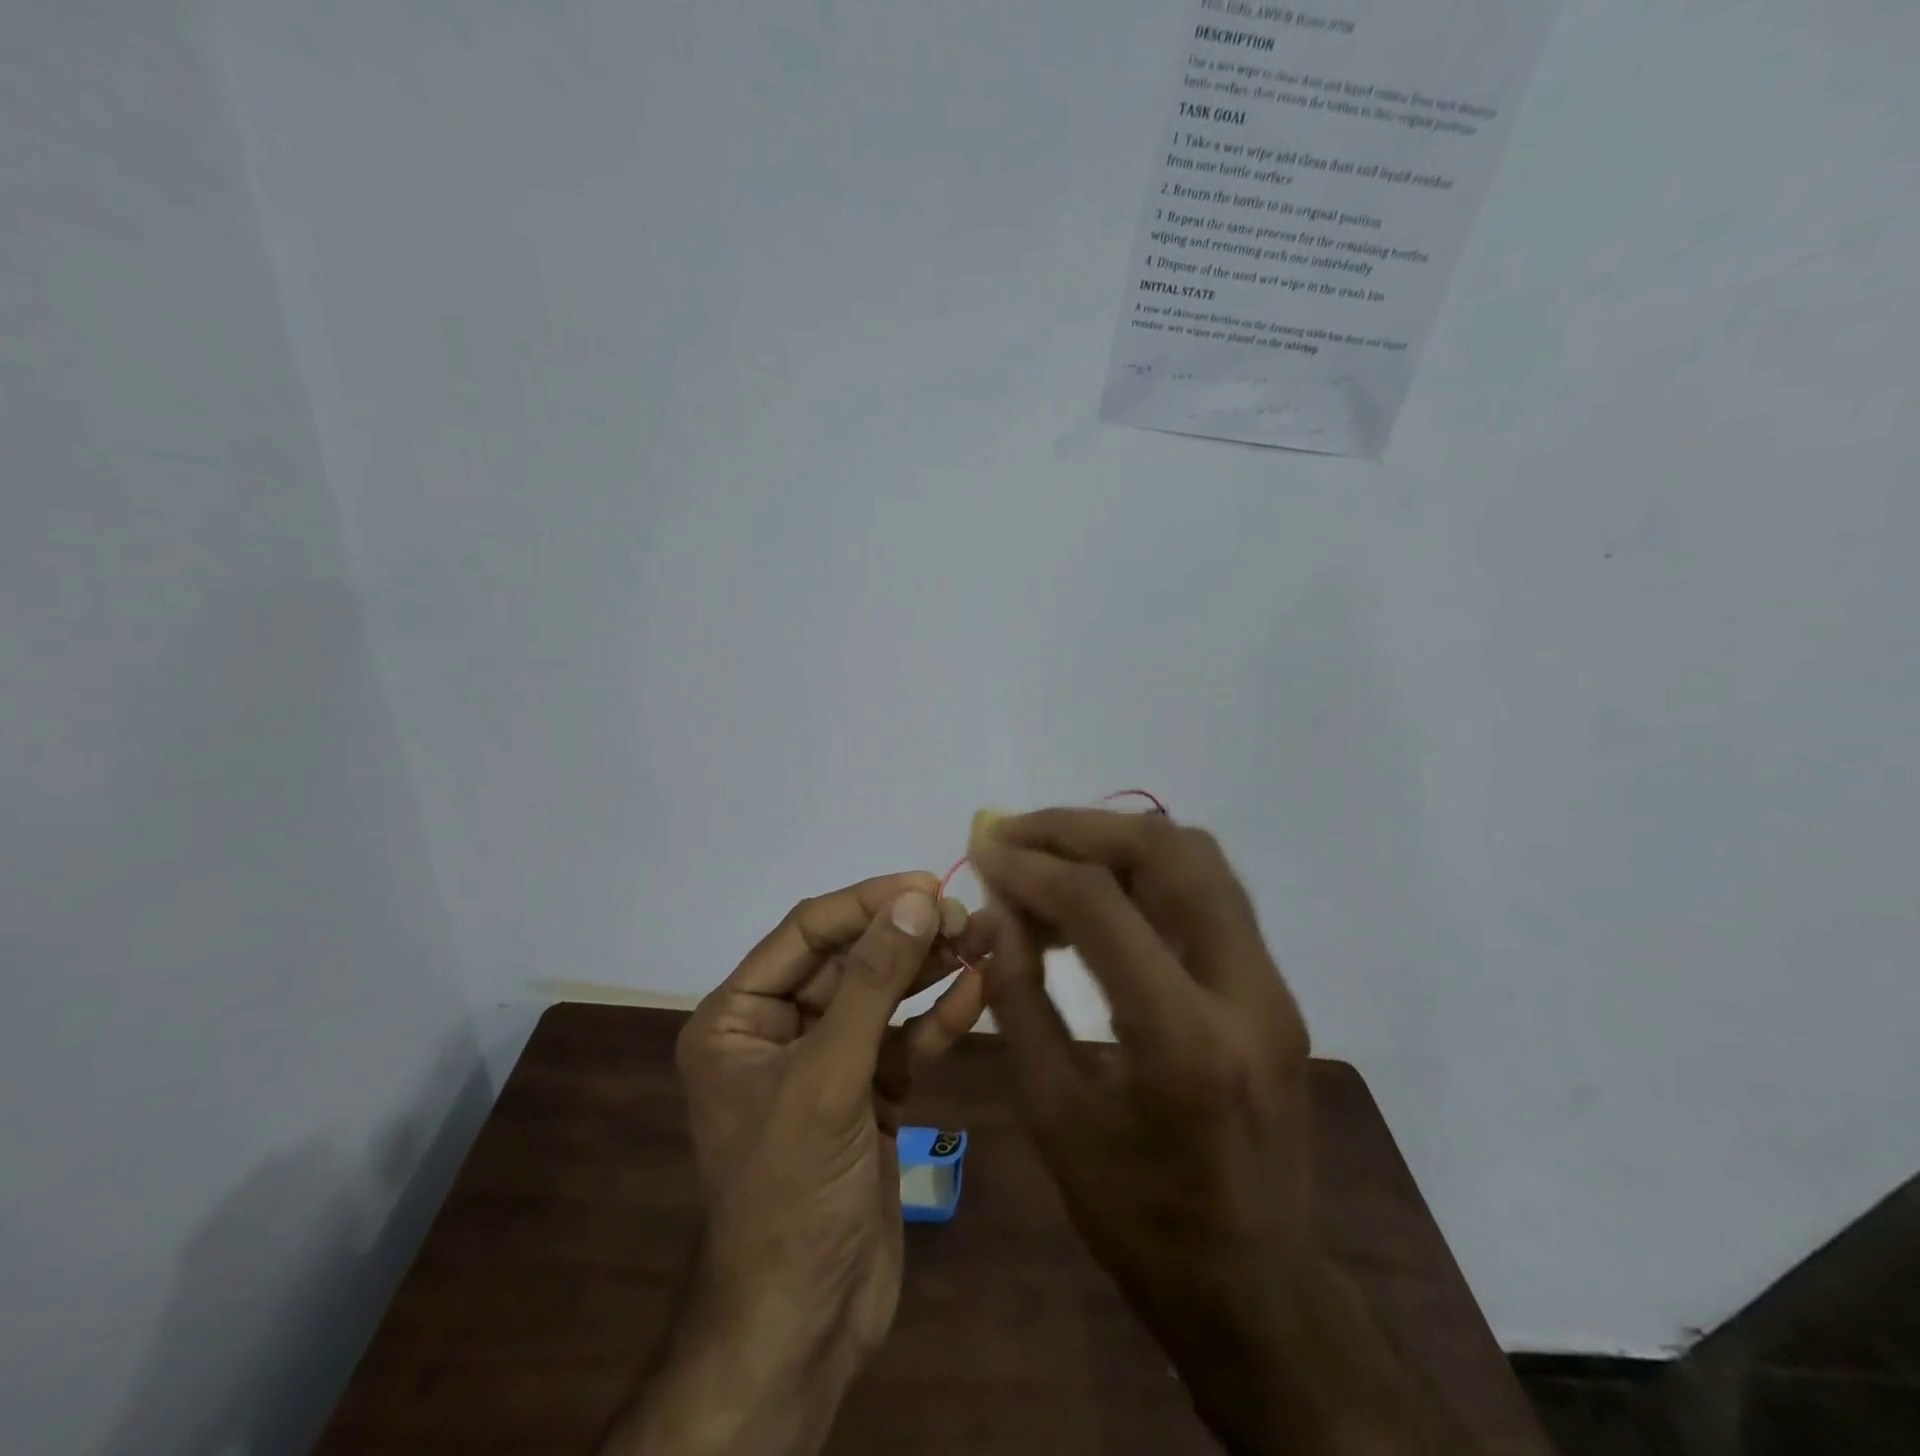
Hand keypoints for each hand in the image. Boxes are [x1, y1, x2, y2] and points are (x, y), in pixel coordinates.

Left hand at [611, 873, 989, 1455]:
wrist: (806, 1326)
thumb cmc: (793, 1193)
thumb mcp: (828, 1077)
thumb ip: (872, 983)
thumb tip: (914, 900)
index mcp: (738, 1017)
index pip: (806, 932)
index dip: (866, 903)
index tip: (926, 885)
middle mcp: (778, 1030)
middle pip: (850, 960)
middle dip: (907, 937)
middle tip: (967, 917)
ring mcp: (826, 1062)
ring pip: (883, 997)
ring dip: (931, 969)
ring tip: (984, 938)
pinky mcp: (866, 1095)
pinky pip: (902, 1041)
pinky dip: (938, 1018)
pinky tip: (977, 990)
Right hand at [971, 811, 1471, 1455]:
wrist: (1254, 1288)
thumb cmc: (1137, 1217)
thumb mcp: (1054, 1112)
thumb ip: (1020, 997)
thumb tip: (997, 910)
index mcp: (1183, 1040)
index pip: (1101, 905)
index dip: (1032, 865)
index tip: (983, 849)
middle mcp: (1246, 992)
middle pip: (1168, 853)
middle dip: (1080, 827)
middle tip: (1016, 832)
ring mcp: (1272, 984)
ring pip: (1199, 859)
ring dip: (1116, 838)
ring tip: (1048, 850)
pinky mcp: (1274, 986)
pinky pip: (1208, 892)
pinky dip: (1146, 869)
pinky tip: (1095, 887)